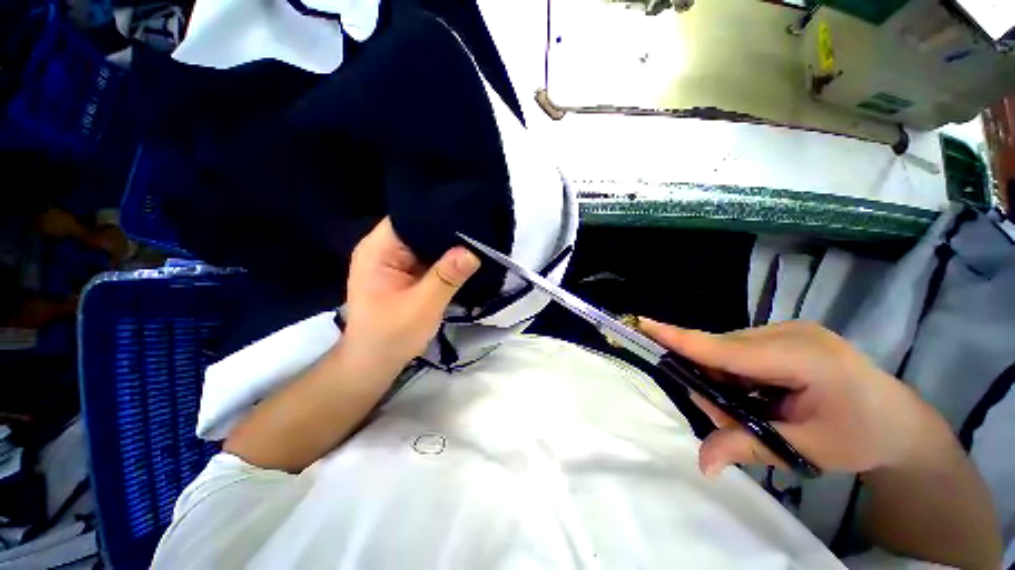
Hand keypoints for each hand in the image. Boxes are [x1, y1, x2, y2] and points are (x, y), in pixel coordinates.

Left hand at [342, 218, 479, 369]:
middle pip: (419, 228)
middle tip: (480, 228)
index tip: (468, 212)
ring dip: (449, 245)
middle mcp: (384, 249)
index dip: (437, 213)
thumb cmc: (391, 335)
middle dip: (448, 230)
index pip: (409, 216)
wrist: (375, 362)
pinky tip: (466, 258)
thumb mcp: (422, 306)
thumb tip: (472, 251)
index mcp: (378, 249)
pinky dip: (446, 259)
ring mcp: (395, 261)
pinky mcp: (406, 273)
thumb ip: (447, 277)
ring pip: (427, 244)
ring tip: (478, 239)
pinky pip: (430, 258)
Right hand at [640, 320, 939, 477]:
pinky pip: (739, 352)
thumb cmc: (862, 437)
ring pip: (726, 353)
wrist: (900, 422)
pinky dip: (736, 376)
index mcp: (804, 357)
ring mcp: (787, 331)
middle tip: (736, 423)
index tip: (644, 325)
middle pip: (721, 353)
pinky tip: (763, 396)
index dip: (681, 339)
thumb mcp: (807, 450)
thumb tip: (702, 464)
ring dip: (726, 383)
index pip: (726, 349)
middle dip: (713, 385)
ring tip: (758, 413)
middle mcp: (789, 333)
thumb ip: (749, 447)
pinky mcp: (783, 336)